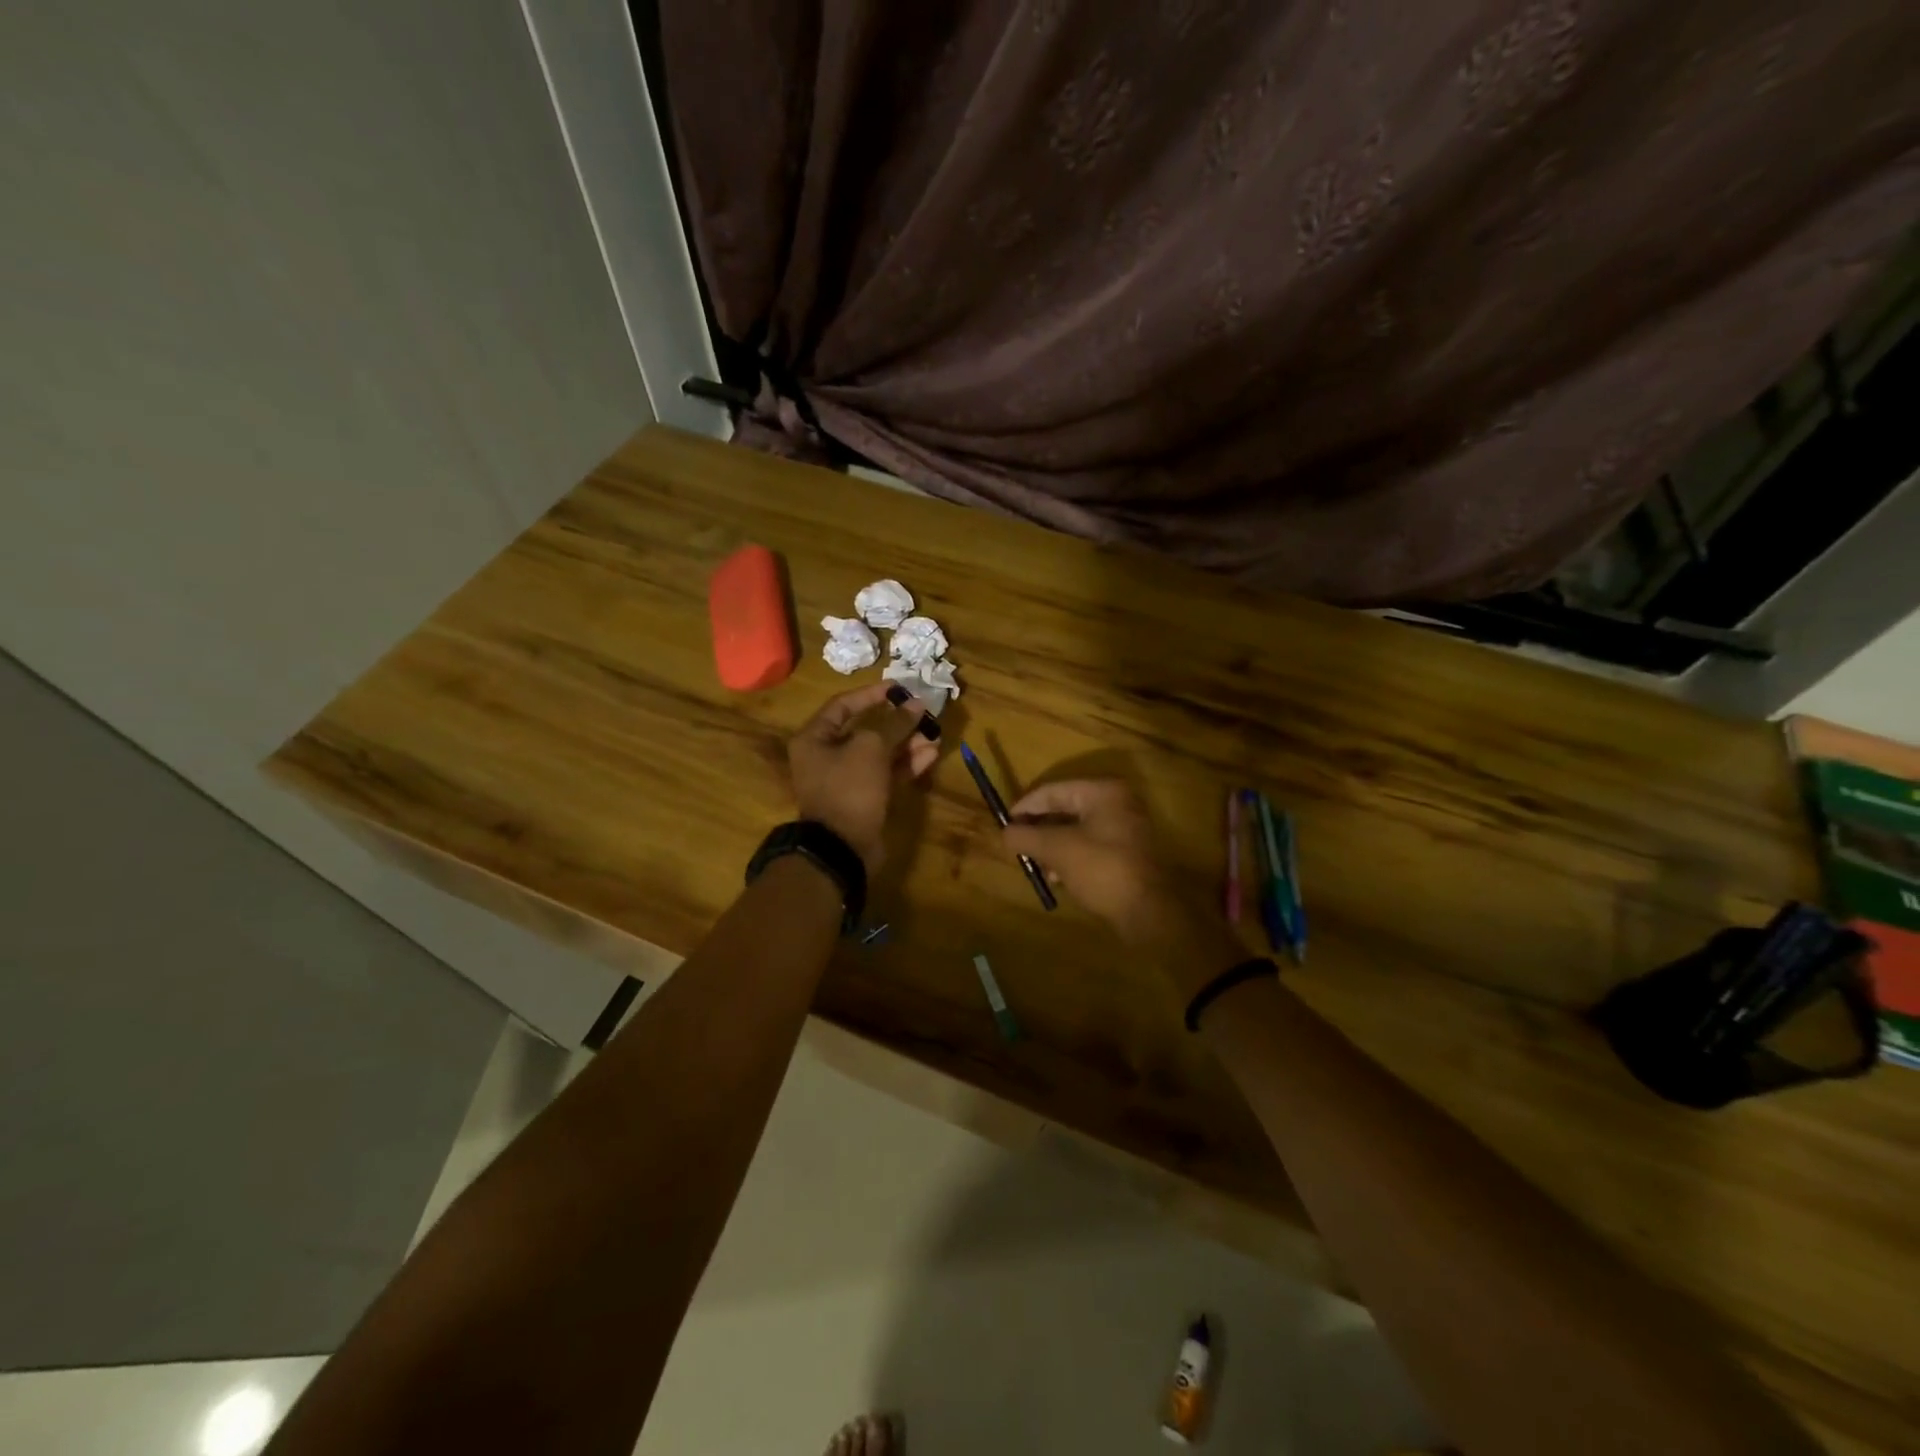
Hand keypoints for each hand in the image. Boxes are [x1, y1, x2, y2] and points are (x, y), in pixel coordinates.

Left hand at [789, 683, 938, 871]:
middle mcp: (827, 756)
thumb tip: (916, 703)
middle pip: (865, 730)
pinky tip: (930, 755)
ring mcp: (846, 780)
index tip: (899, 688)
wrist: (842, 848)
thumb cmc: (849, 788)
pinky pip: (886, 774)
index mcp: (815, 738)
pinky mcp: (865, 799)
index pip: (843, 705)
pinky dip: (907, 764)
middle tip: (923, 714)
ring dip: (907, 744)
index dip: (871, 694)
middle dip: (896, 723)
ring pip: (880, 754)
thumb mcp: (871, 748)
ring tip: (934, 735)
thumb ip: (895, 723)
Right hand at [1001, 779, 1178, 937]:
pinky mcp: (1127, 851)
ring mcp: (1125, 827)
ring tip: (1037, 867)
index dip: (1025, 807)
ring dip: (1052, 846)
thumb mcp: (1057, 849)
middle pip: (1064, 808)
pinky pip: (1089, 844)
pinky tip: (1058, 877)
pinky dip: (1070, 856)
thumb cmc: (1101, 869)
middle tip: (1018, 847)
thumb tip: (1005, 832)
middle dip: (1039, 829)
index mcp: (1102, 792)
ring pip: (1076, 829)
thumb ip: (1026, 836)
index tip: (1005, 826)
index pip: (1052, 790)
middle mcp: (1117, 802)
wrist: (1146, 911)